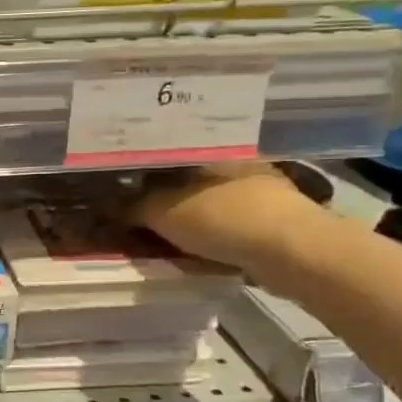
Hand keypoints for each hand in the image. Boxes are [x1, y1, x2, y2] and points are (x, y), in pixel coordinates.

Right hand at [133, 164, 329, 277]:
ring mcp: (259, 189)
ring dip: (186, 215)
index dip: (138, 170)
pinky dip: (208, 233)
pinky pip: (226, 223)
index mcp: (209, 149)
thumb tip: (106, 205)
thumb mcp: (163, 212)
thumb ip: (132, 207)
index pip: (164, 152)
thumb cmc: (223, 219)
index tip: (118, 188)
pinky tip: (193, 248)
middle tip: (135, 215)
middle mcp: (235, 162)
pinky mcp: (272, 220)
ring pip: (207, 200)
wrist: (294, 252)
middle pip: (186, 177)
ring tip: (159, 234)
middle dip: (162, 194)